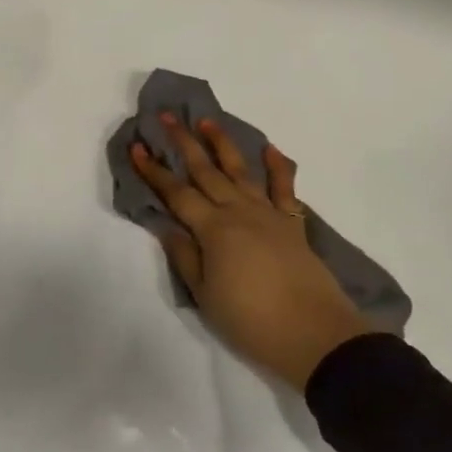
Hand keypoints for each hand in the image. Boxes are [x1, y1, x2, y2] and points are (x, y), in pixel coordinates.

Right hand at [131, 115, 372, 392]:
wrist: (313, 334)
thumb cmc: (250, 320)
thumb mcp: (205, 294)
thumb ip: (185, 256)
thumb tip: (167, 225)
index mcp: (212, 229)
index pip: (176, 193)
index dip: (154, 170)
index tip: (137, 147)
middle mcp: (238, 211)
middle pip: (205, 171)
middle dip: (183, 143)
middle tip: (167, 117)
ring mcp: (268, 214)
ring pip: (240, 170)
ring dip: (222, 143)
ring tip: (207, 121)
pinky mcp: (292, 224)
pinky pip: (284, 188)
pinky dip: (278, 166)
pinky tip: (270, 148)